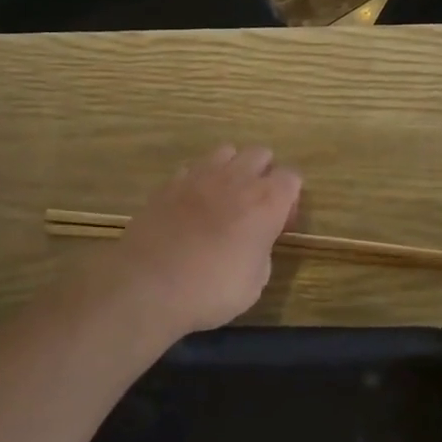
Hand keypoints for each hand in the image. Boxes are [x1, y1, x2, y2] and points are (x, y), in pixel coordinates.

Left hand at [80, 145, 301, 338]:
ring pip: (226, 151)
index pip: (292, 177)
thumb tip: (255, 240)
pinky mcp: (169, 183)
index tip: (281, 223)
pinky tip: (192, 204)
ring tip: (224, 198)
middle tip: (255, 206)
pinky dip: (199, 180)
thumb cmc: (211, 290)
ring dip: (232, 168)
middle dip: (264, 173)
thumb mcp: (255, 283)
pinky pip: (193, 168)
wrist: (149, 286)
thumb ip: (263, 250)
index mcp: (266, 202)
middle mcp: (236, 179)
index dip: (290, 198)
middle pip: (260, 153)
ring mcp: (199, 176)